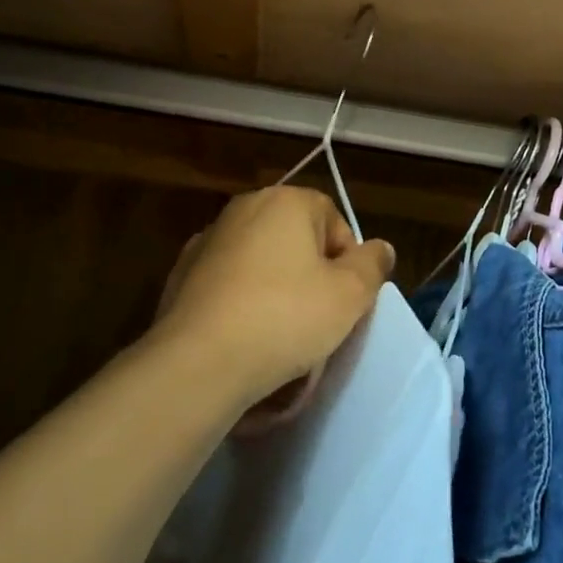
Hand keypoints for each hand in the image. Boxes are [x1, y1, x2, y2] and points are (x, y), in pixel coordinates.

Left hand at [149, 187, 393, 416]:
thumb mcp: (349, 295)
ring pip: (260, 259)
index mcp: (286, 201)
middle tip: (318, 315)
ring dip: (275, 285)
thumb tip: (381, 248)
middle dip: (310, 271)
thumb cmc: (285, 318)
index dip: (347, 259)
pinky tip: (244, 335)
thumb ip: (372, 264)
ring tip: (279, 331)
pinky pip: (228, 282)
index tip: (345, 298)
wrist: (198, 362)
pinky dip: (240, 300)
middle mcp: (244, 207)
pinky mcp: (182, 273)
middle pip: (295, 237)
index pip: (333, 219)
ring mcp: (208, 239)